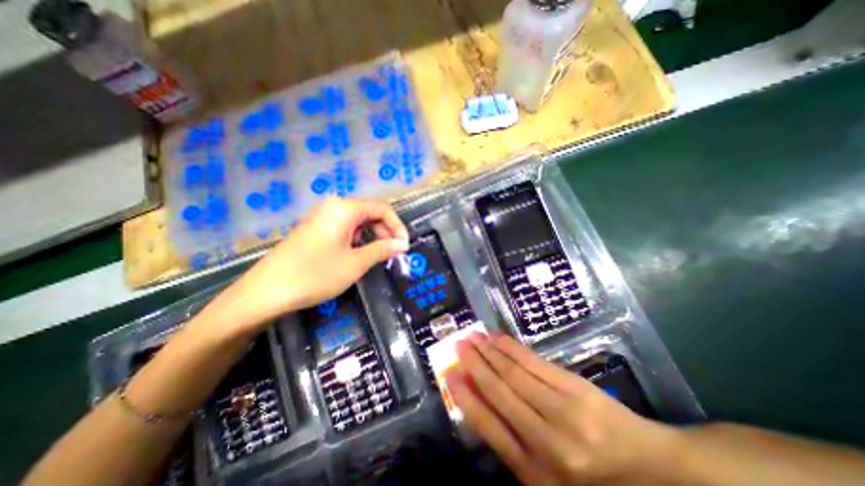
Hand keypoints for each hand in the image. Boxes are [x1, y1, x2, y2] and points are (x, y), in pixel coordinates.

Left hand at [211, 198, 411, 332]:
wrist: (266, 292)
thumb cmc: (316, 274)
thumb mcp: (356, 263)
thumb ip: (382, 250)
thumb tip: (402, 244)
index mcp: (345, 208)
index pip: (382, 208)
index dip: (397, 226)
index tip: (404, 246)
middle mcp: (333, 206)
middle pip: (370, 212)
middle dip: (385, 231)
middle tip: (393, 252)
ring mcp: (322, 216)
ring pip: (357, 220)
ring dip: (372, 235)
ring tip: (377, 255)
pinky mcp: (314, 228)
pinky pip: (344, 227)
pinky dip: (357, 238)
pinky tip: (356, 254)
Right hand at [445, 334, 682, 485]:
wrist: (652, 472)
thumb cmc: (592, 481)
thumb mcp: (547, 479)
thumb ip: (513, 445)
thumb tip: (479, 402)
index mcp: (535, 473)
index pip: (489, 426)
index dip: (466, 396)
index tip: (449, 374)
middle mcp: (546, 441)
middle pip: (500, 392)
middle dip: (475, 365)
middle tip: (458, 344)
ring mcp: (563, 411)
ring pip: (515, 373)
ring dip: (490, 352)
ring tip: (473, 336)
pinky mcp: (576, 389)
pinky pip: (535, 363)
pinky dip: (513, 348)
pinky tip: (499, 338)